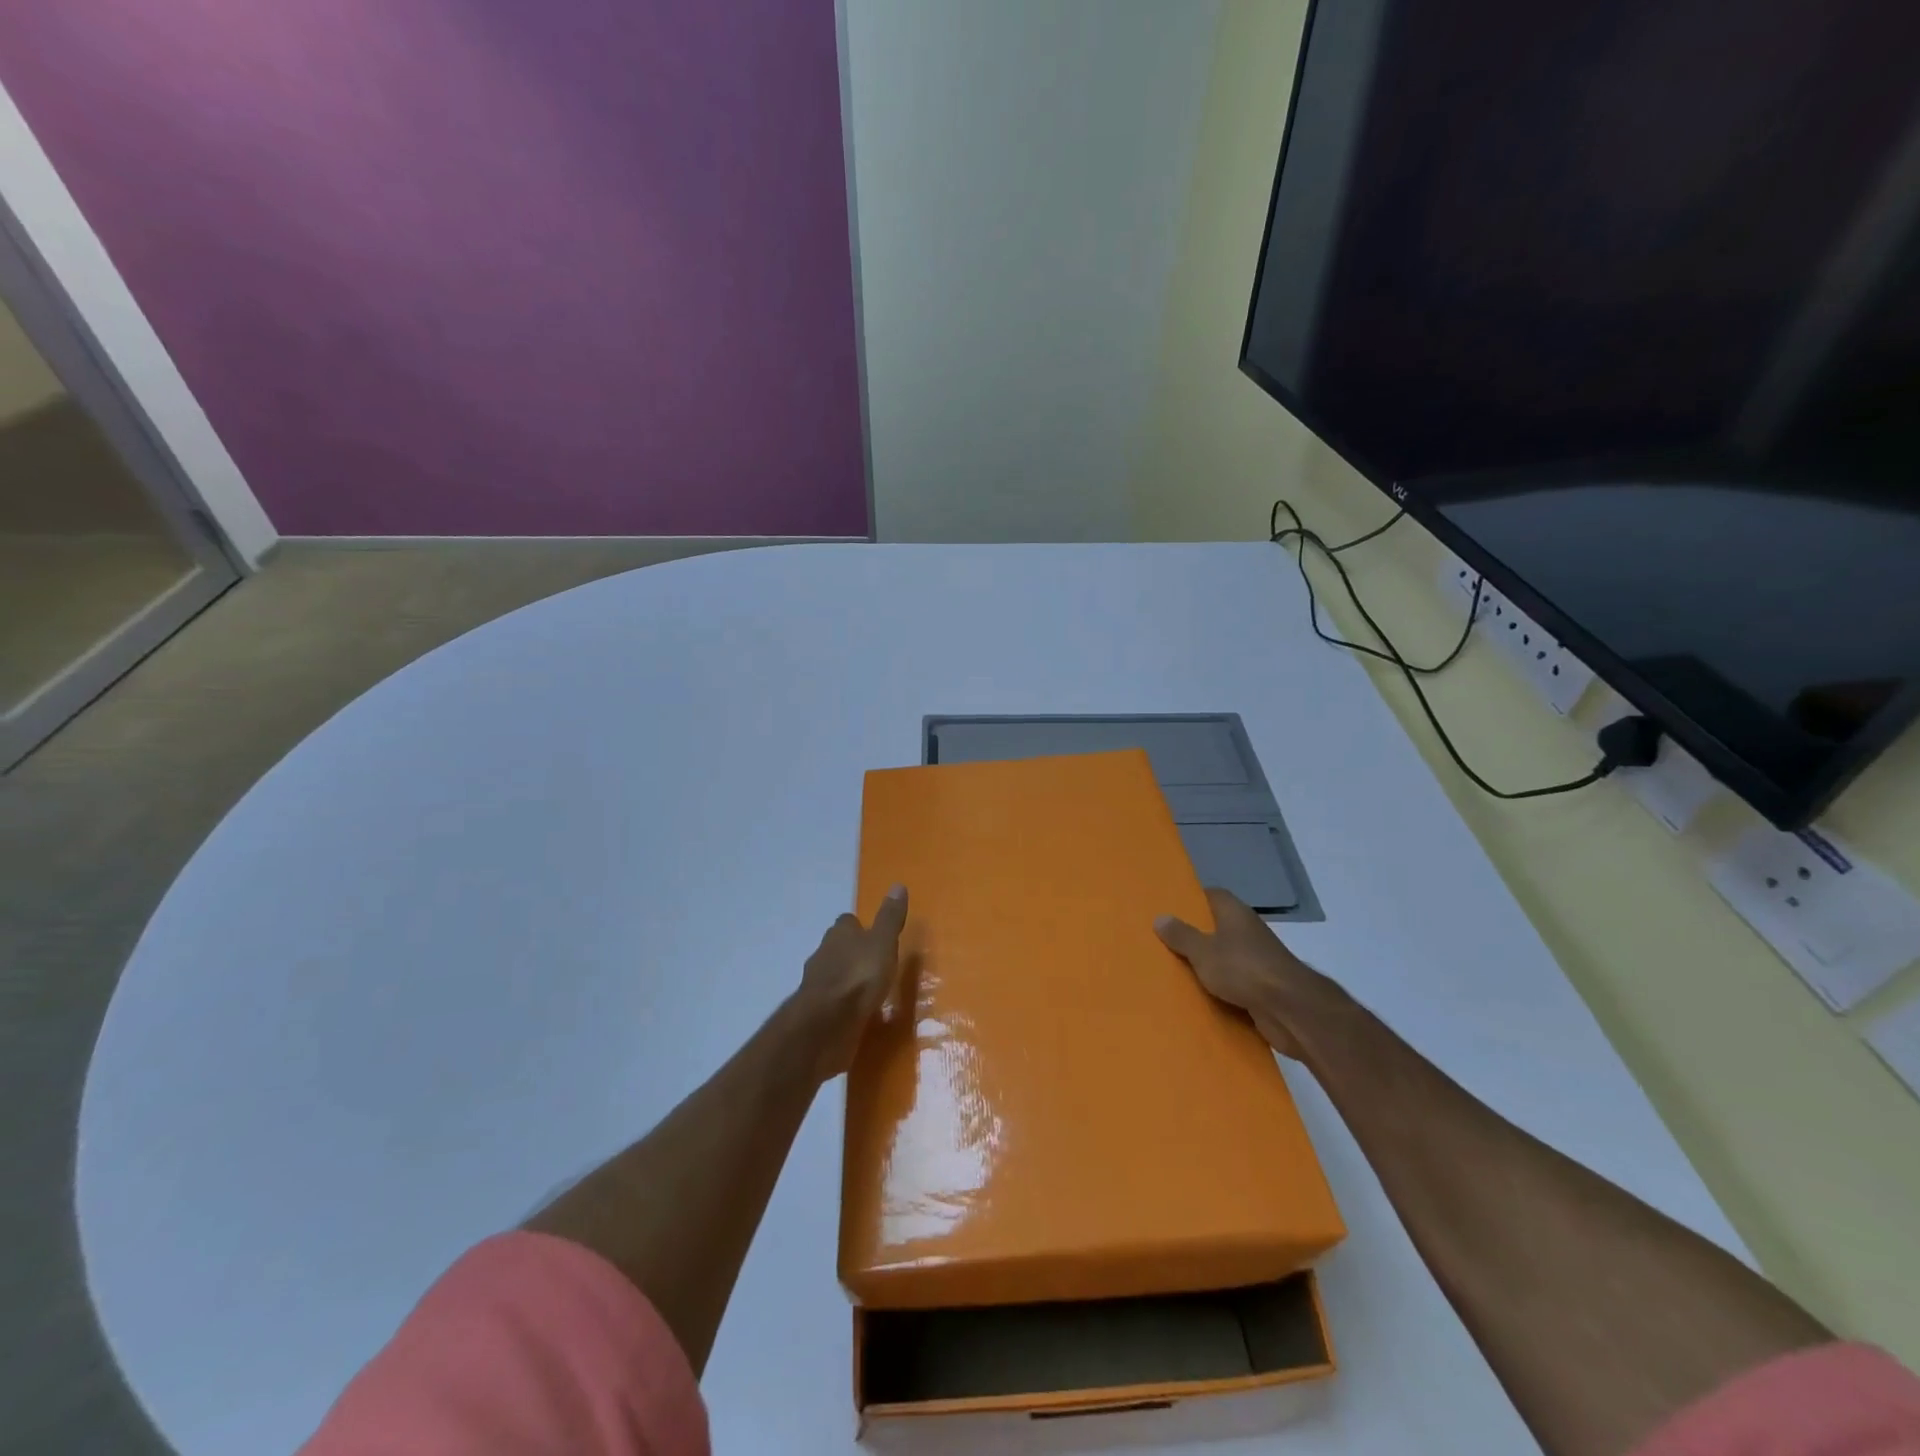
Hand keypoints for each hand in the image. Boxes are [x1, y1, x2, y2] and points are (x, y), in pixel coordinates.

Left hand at [792, 885, 908, 1079]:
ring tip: (869, 991)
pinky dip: (843, 1005)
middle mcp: (824, 954)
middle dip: (852, 953)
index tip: (875, 935)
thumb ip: (890, 918)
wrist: (826, 1024)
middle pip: (838, 947)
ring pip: (833, 975)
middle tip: (875, 963)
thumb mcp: (883, 943)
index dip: (860, 928)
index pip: (848, 922)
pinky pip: (833, 1003)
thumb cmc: (858, 977)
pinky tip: (858, 1014)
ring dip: (847, 980)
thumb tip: (898, 884)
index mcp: (840, 934)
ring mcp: (817, 985)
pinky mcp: (817, 1013)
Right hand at [1155, 887, 1339, 1059]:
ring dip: (1206, 963)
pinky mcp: (1262, 985)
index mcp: (1234, 913)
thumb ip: (1181, 935)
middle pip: (1216, 926)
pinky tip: (1198, 994)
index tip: (1168, 908)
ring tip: (1173, 968)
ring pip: (1224, 955)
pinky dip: (1219, 986)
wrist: (1289, 1009)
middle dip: (1194, 934)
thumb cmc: (1243, 969)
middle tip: (1163, 940)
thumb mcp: (1203, 951)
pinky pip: (1233, 981)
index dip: (1191, 900)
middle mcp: (1247, 930)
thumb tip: (1160, 917)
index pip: (1211, 895)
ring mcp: (1257, 958)